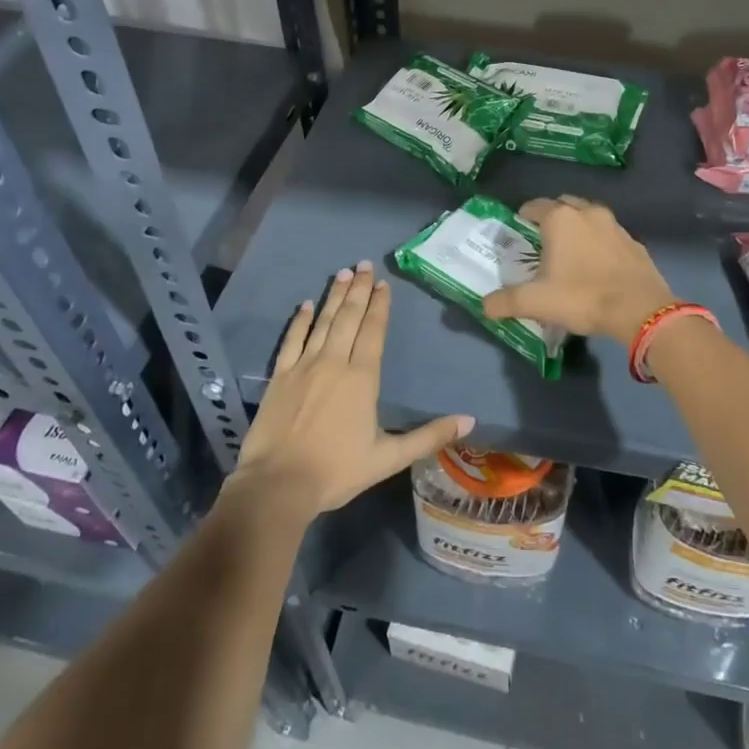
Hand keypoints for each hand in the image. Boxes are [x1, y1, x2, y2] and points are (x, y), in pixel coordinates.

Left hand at [232, 261, 472, 518]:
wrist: (278, 484)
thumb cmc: (337, 471)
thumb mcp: (389, 458)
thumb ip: (429, 436)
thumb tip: (470, 420)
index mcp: (362, 378)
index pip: (373, 331)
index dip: (380, 306)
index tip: (383, 283)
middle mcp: (334, 362)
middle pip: (349, 318)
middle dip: (359, 290)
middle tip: (364, 264)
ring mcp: (304, 366)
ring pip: (322, 322)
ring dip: (334, 297)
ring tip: (343, 273)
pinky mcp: (279, 376)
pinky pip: (291, 340)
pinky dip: (299, 321)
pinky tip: (305, 305)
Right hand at [482, 196, 675, 341]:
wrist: (640, 309)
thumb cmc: (582, 297)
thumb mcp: (536, 302)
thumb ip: (506, 301)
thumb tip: (484, 305)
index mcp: (560, 219)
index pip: (534, 206)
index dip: (523, 217)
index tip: (518, 231)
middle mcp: (587, 213)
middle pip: (563, 205)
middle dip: (551, 217)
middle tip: (542, 241)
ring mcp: (614, 225)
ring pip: (589, 217)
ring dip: (578, 227)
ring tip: (570, 252)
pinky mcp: (633, 242)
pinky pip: (609, 235)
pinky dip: (599, 243)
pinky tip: (597, 265)